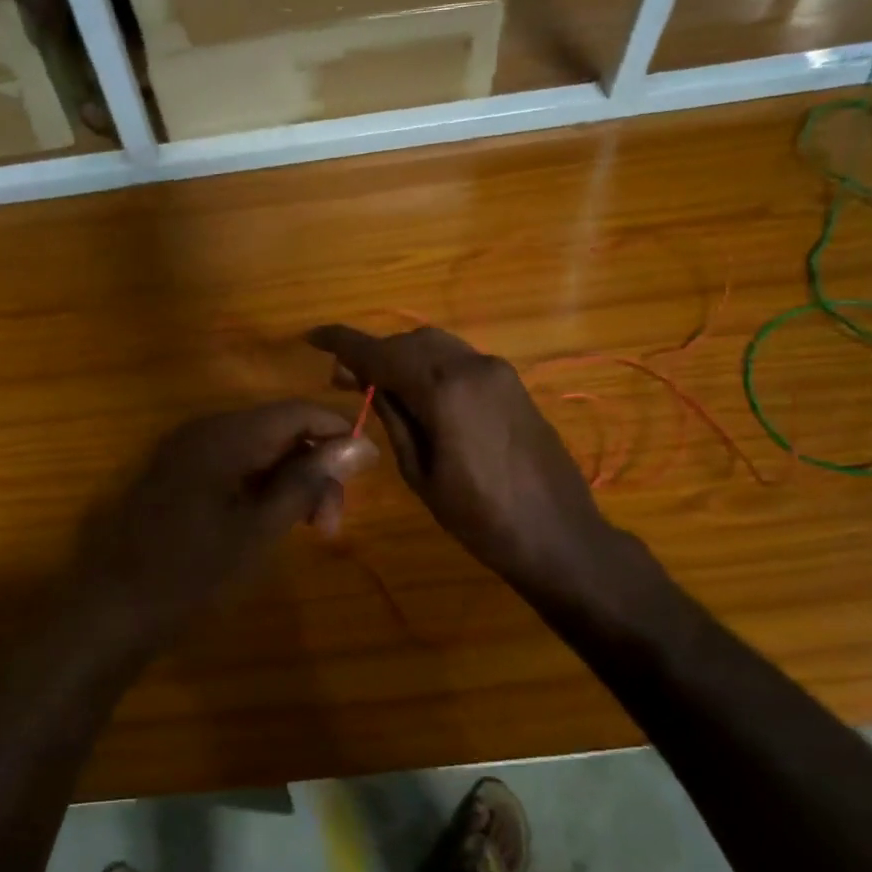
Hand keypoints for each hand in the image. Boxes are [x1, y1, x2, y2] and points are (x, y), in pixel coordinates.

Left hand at [74, 401, 377, 651]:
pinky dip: (261, 487)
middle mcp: (205, 429)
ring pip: (259, 450)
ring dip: (290, 482)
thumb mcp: (260, 530)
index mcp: (225, 435)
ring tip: (307, 530)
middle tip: (330, 525)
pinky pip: (234, 464)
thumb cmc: (192, 574)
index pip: (298, 412)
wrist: (113, 609)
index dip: (339, 434)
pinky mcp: (178, 473)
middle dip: (314, 469)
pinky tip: (271, 521)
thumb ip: (309, 481)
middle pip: (280, 430)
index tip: (366, 474)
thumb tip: (360, 445)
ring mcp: (187, 450)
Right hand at [307, 324, 612, 600]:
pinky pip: (460, 361)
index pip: (382, 353)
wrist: (558, 535)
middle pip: (410, 343)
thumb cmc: (481, 519)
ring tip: (377, 385)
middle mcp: (473, 367)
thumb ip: (395, 420)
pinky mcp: (513, 384)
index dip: (343, 343)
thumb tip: (372, 385)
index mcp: (445, 390)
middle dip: (374, 353)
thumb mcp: (422, 474)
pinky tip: (418, 392)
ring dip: (403, 357)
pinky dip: (431, 366)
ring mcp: (498, 372)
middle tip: (342, 378)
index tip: (312, 337)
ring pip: (437, 347)